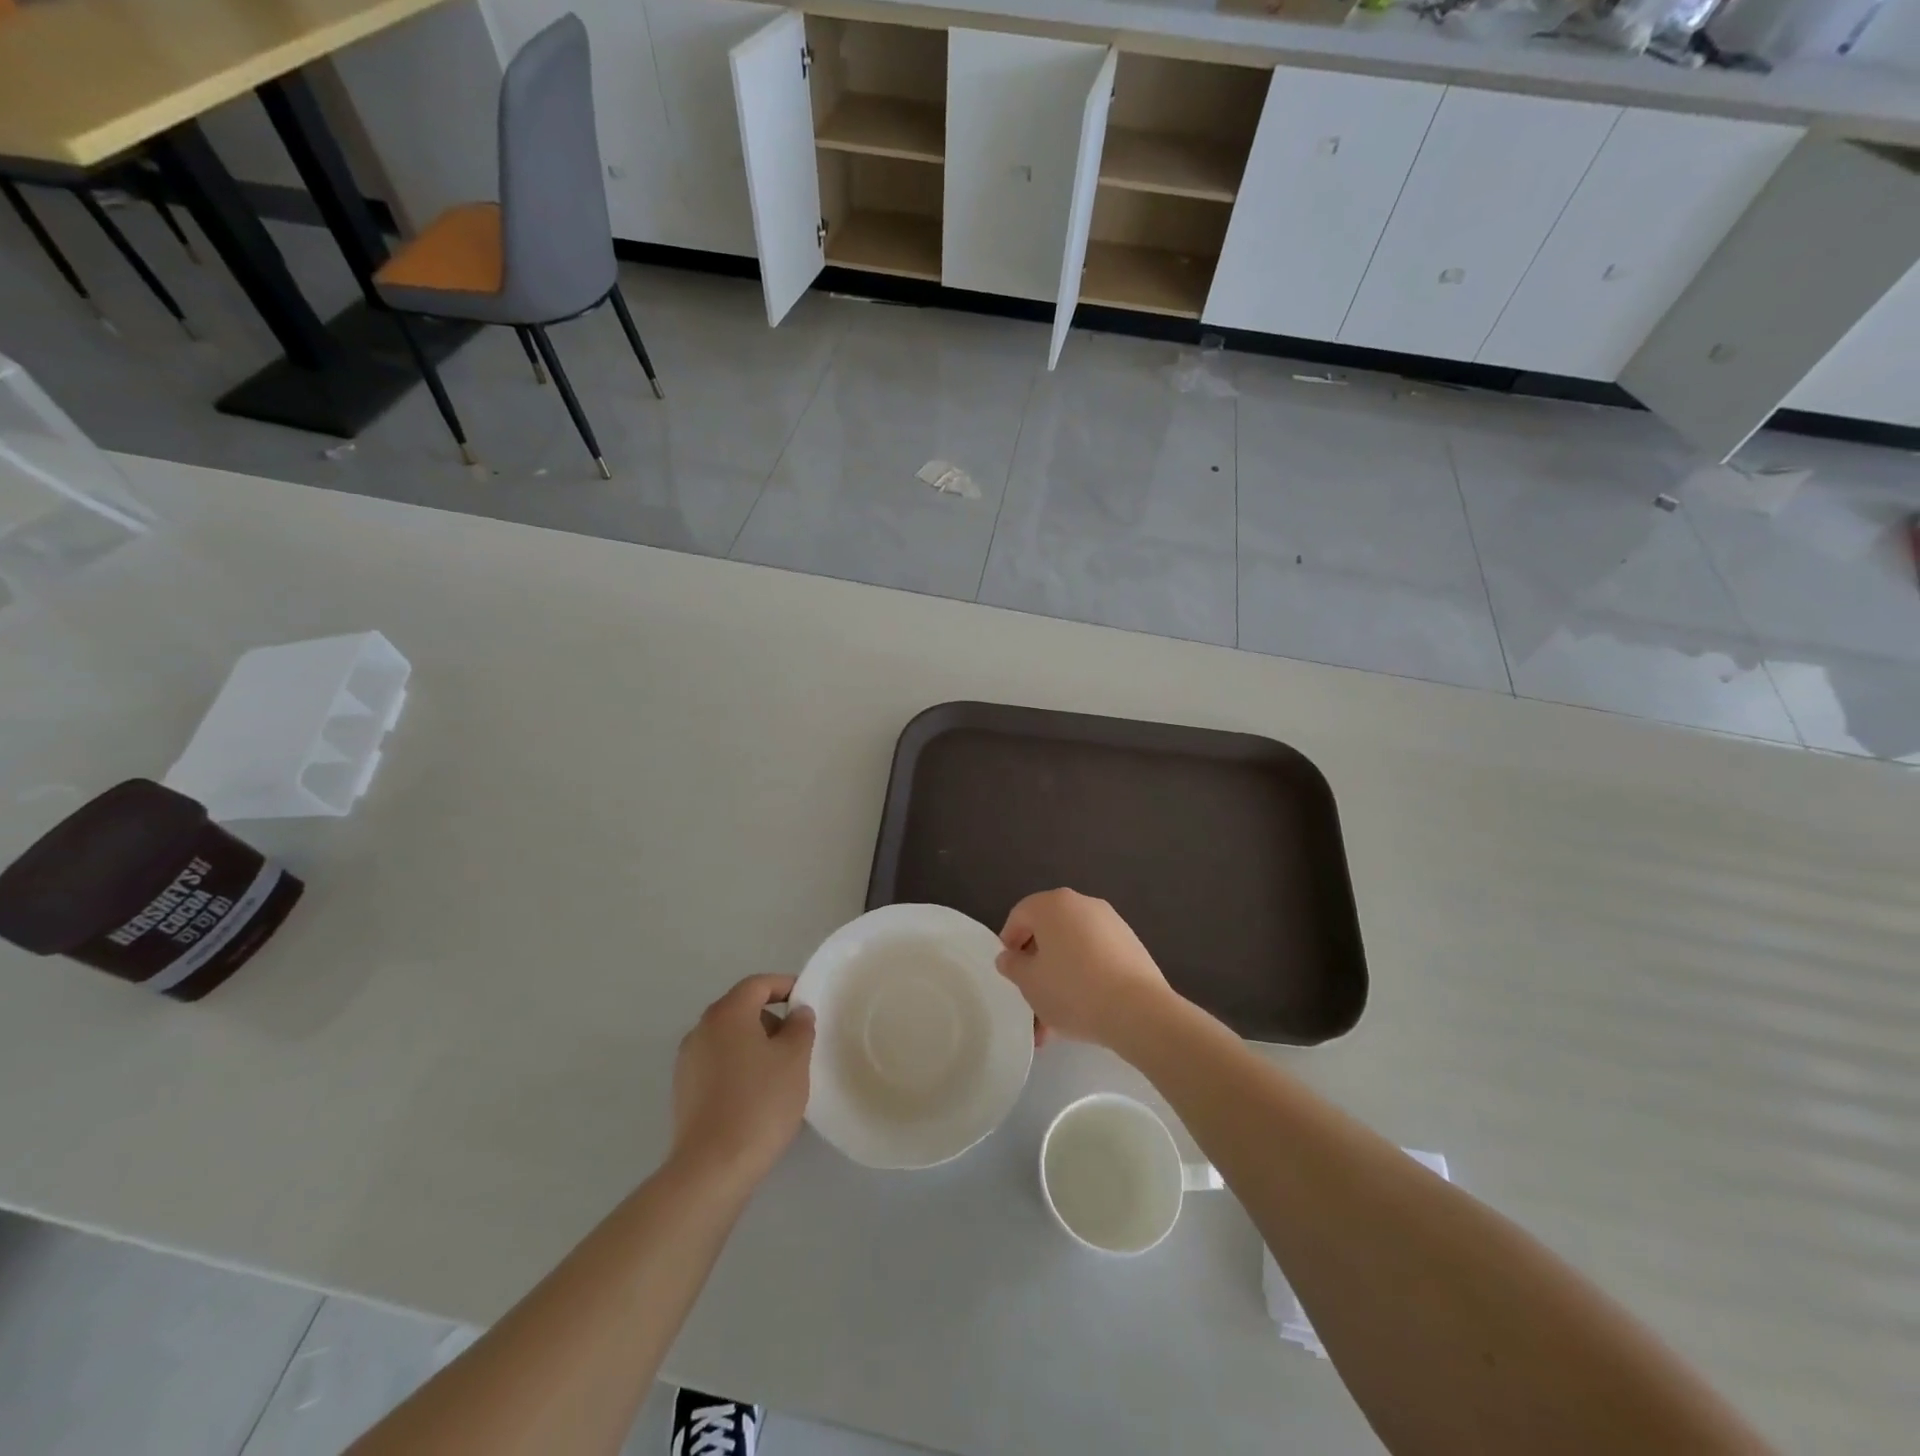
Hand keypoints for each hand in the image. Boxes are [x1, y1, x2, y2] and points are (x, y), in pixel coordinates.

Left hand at [671, 975, 814, 1188]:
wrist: (712, 1168)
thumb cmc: (760, 1102)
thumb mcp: (794, 1059)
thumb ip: (800, 1027)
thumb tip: (797, 1013)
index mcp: (726, 1014)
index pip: (758, 984)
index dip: (785, 986)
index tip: (807, 1001)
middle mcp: (701, 1030)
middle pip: (741, 1010)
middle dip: (772, 1020)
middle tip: (798, 1042)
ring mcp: (688, 1062)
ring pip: (729, 1039)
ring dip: (756, 1046)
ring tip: (780, 1073)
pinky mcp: (684, 1091)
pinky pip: (718, 1064)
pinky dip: (739, 1067)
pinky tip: (757, 1095)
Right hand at [996, 889, 1179, 1052]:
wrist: (1138, 1010)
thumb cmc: (1072, 990)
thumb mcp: (1029, 982)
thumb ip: (1013, 965)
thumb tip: (1009, 956)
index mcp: (1053, 904)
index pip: (1020, 915)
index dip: (1009, 943)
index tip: (1010, 972)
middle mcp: (1082, 904)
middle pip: (1048, 932)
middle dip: (1037, 966)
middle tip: (1031, 997)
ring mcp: (1111, 923)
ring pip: (1072, 949)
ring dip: (1060, 978)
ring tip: (1055, 1020)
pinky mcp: (1131, 944)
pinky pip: (1096, 957)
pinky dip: (1085, 977)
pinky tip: (1083, 1011)